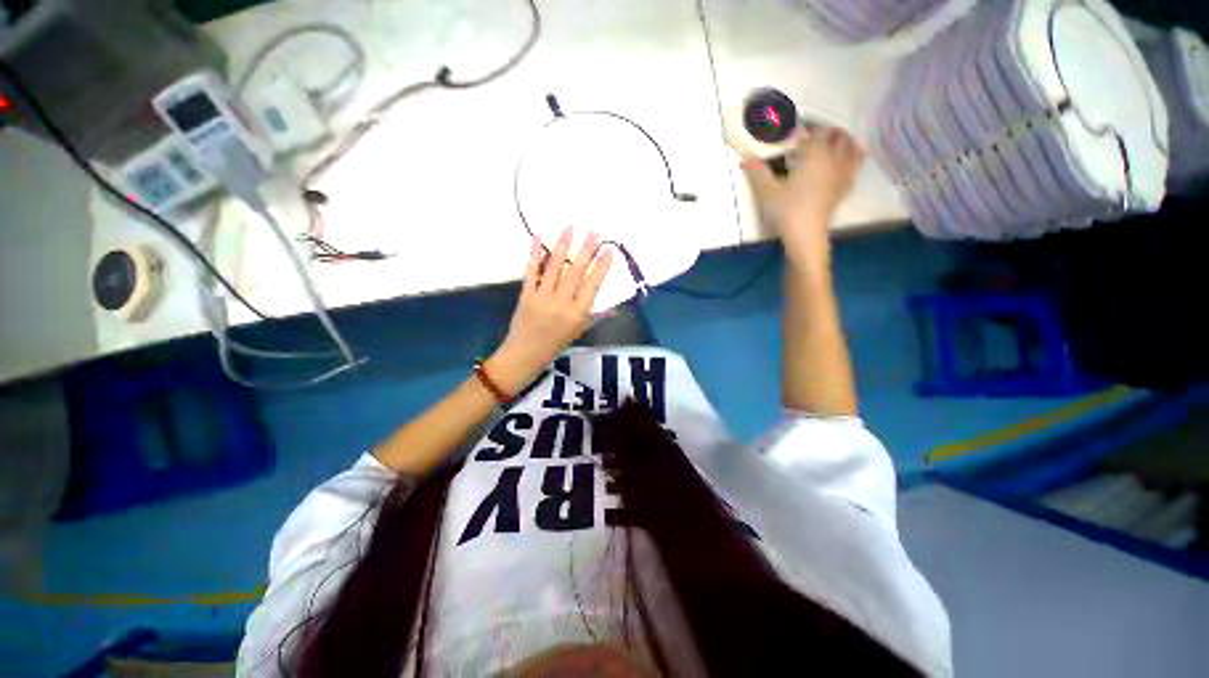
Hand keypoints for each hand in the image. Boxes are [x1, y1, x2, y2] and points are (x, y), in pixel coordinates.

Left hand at [488, 227, 613, 391]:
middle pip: (576, 272)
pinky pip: (532, 271)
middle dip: (586, 250)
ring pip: (555, 267)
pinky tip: (538, 238)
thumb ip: (594, 315)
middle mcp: (562, 303)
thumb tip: (614, 306)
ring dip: (563, 246)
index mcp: (578, 314)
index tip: (609, 250)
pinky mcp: (526, 294)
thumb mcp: (579, 332)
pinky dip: (535, 254)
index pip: (593, 285)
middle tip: (594, 232)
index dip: (602, 266)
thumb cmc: (556, 345)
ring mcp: (543, 297)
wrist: (525, 355)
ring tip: (570, 228)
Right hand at [742, 126, 864, 270]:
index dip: (807, 126)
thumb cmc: (787, 210)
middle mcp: (833, 160)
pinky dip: (852, 160)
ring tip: (836, 140)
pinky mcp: (843, 190)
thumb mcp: (767, 192)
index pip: (816, 132)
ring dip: (845, 141)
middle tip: (814, 132)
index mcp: (816, 156)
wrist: (806, 235)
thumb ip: (758, 173)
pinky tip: (846, 162)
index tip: (796, 127)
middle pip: (838, 137)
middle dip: (828, 131)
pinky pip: (854, 168)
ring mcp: (842, 175)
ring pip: (852, 150)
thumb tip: (743, 160)